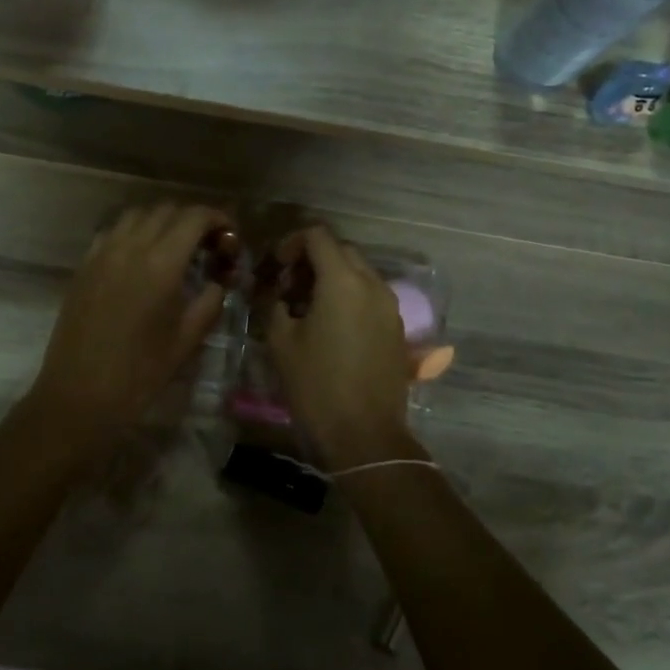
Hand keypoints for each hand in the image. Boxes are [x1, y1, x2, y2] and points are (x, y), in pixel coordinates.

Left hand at [25, 203, 234, 447]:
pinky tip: (140, 258)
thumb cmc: (140, 372)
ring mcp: (102, 253)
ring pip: (136, 215)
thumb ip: (210, 301)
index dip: (217, 218)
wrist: (80, 393)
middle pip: (166, 210)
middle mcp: (130, 247)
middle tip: (206, 245)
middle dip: (191, 220)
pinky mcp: (84, 265)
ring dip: (161, 222)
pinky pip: (112, 232)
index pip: (194, 218)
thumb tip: (218, 281)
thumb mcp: (187, 339)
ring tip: (174, 247)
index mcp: (162, 264)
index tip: (229, 235)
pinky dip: (133, 233)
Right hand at [262, 225, 412, 468]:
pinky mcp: (396, 329)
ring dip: (331, 277)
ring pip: (359, 273)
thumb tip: (275, 292)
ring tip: (306, 307)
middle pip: (341, 250)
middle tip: (287, 286)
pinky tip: (330, 326)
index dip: (291, 243)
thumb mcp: (281, 341)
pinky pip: (370, 296)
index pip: (317, 236)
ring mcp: (389, 307)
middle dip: (312, 259)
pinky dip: (349, 296)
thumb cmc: (316, 385)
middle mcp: (372, 284)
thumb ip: (274, 304)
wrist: (364, 434)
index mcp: (343, 281)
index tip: (275, 268)